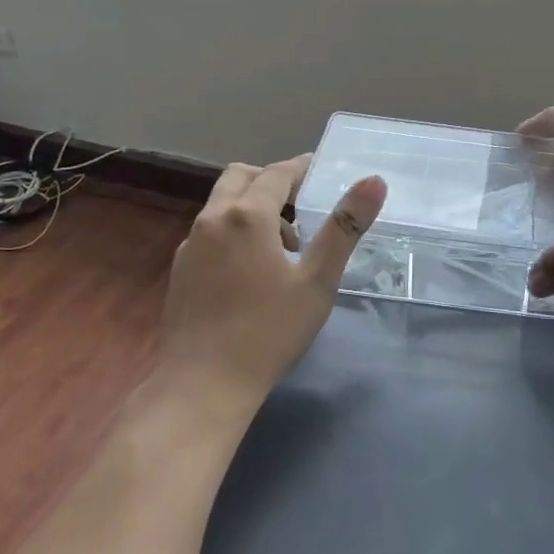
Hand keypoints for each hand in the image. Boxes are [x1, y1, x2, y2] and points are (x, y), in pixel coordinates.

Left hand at [156, 156, 387, 416]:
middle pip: (240, 177)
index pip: (276, 174)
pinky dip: (232, 230)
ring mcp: (189, 245)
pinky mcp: (179, 270)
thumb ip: (344, 228)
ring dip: (251, 206)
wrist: (202, 385)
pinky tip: (250, 269)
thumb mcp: (317, 281)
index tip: (320, 168)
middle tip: (300, 202)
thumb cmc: (268, 332)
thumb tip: (374, 181)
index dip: (301, 167)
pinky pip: (209, 231)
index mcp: (246, 216)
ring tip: (284, 244)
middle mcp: (211, 220)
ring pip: (221, 205)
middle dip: (271, 180)